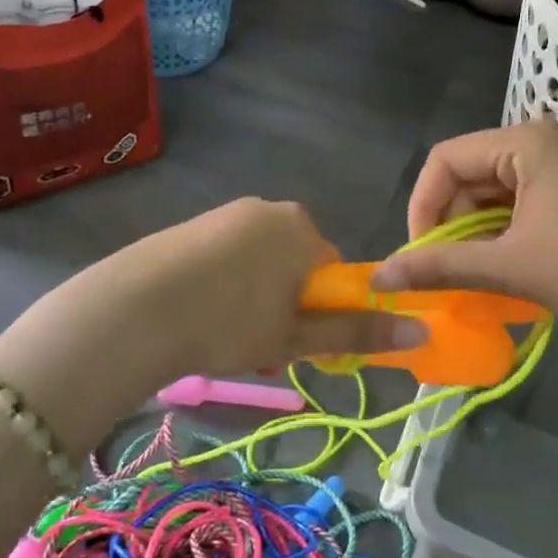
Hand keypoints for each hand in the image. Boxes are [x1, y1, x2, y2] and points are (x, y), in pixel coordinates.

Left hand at [0, 199, 423, 433]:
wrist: (136, 309)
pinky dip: (223, 285)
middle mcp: (269, 209)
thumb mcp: (296, 336)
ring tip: (224, 338)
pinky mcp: (192, 225)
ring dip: (254, 301)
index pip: (333, 271)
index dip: (319, 311)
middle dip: (285, 306)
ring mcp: (227, 213)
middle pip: (296, 265)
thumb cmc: (229, 322)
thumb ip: (356, 332)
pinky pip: (226, 257)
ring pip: (259, 264)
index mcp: (302, 228)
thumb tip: (421, 332)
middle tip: (259, 347)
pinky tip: (199, 314)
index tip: (294, 341)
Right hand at [371, 120, 557, 356]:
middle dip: (450, 223)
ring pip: (492, 194)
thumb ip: (442, 266)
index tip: (420, 253)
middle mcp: (542, 143)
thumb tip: (381, 276)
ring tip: (472, 276)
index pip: (446, 159)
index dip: (423, 205)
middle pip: (468, 175)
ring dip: (475, 234)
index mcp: (527, 142)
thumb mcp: (512, 267)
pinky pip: (518, 206)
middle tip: (445, 271)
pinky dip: (502, 236)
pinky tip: (502, 270)